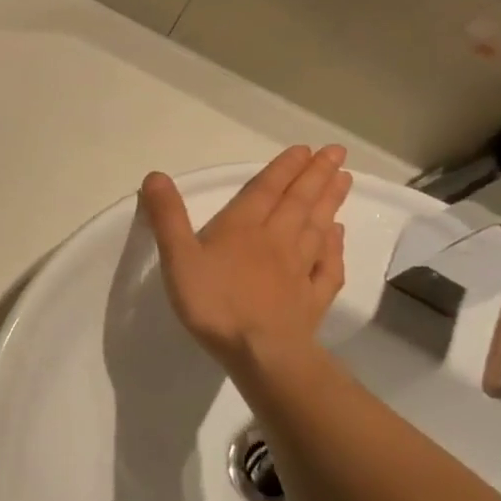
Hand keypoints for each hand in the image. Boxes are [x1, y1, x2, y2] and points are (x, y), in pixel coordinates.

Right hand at [138, 145, 351, 368]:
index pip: (267, 190)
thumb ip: (167, 217)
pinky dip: (335, 247)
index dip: (284, 168)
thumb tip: (155, 175)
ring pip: (318, 228)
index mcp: (243, 228)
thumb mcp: (178, 257)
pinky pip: (328, 265)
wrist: (261, 352)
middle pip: (299, 203)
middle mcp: (277, 241)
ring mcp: (299, 270)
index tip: (305, 149)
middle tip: (336, 153)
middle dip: (316, 176)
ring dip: (330, 202)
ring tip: (344, 180)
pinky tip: (338, 236)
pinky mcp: (312, 298)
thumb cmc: (215, 303)